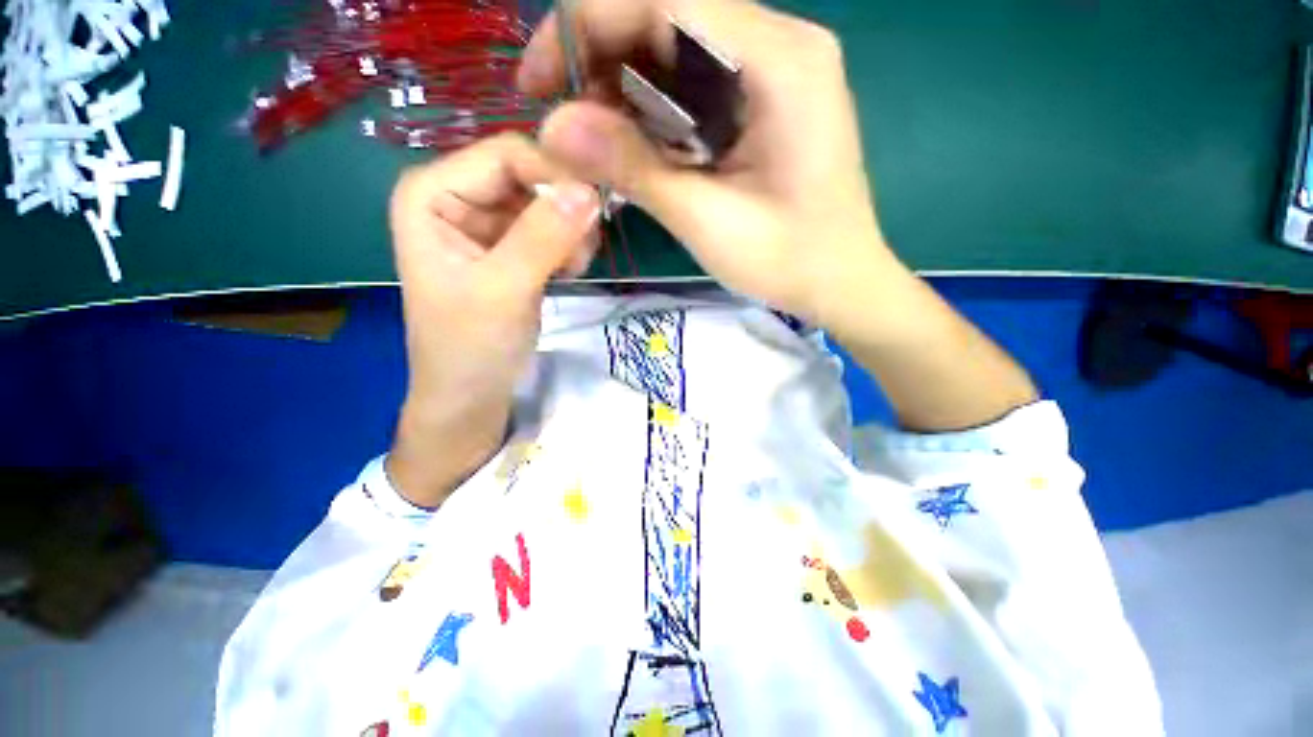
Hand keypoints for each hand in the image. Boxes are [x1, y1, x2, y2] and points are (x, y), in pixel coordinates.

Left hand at [386, 134, 599, 507]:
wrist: (471, 393)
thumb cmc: (471, 347)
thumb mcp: (504, 290)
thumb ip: (544, 237)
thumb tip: (590, 190)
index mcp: (432, 192)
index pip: (506, 154)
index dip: (554, 175)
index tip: (594, 213)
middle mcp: (456, 196)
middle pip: (528, 175)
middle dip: (563, 210)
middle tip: (582, 254)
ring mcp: (485, 222)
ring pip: (546, 201)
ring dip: (570, 231)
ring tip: (572, 269)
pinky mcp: (509, 246)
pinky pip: (550, 226)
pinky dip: (567, 245)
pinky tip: (567, 272)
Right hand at [519, 0, 898, 327]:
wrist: (840, 281)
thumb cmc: (787, 261)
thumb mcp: (707, 222)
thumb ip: (635, 169)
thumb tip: (552, 128)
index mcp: (780, 61)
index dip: (586, 23)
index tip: (540, 81)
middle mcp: (781, 44)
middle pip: (669, 14)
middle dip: (601, 57)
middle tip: (563, 119)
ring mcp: (776, 70)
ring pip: (679, 47)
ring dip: (624, 85)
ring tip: (590, 138)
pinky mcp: (768, 99)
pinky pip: (697, 81)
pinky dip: (655, 106)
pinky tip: (634, 143)